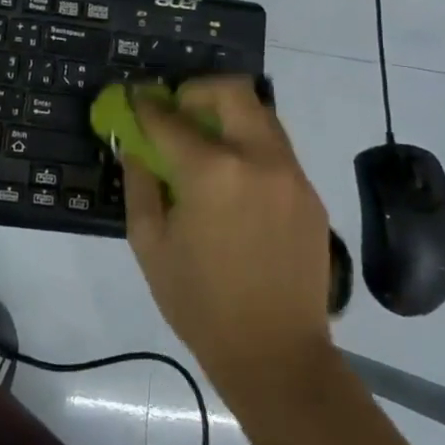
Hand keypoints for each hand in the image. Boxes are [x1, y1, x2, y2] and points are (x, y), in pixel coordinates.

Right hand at [123, 77, 333, 400]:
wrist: (277, 354)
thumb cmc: (201, 303)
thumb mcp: (151, 244)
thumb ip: (140, 184)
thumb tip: (135, 146)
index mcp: (212, 172)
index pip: (171, 118)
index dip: (146, 105)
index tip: (135, 99)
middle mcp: (258, 158)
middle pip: (232, 91)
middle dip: (198, 90)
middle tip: (178, 110)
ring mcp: (291, 173)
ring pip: (260, 115)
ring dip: (228, 115)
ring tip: (205, 143)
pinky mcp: (310, 193)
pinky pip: (276, 149)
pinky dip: (249, 146)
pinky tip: (234, 182)